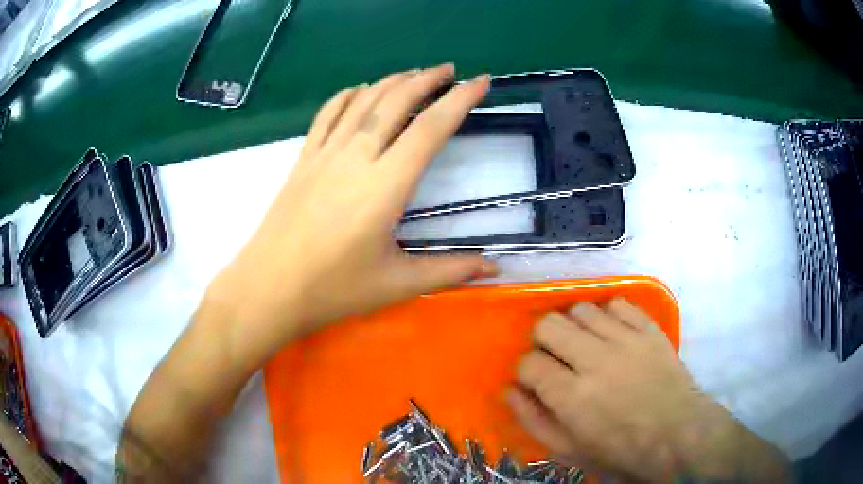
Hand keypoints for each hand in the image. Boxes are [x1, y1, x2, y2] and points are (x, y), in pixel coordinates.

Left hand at [207, 65, 497, 363]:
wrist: (269, 288)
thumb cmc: (333, 289)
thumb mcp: (397, 284)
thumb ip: (449, 270)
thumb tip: (495, 268)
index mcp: (386, 185)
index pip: (431, 128)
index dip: (460, 100)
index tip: (480, 81)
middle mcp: (356, 157)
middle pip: (395, 101)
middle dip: (427, 79)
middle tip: (450, 71)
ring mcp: (325, 154)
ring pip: (362, 101)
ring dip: (392, 81)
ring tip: (414, 75)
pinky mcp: (303, 159)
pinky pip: (327, 114)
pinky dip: (347, 95)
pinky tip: (359, 89)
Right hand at [508, 298, 788, 481]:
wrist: (677, 435)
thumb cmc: (621, 451)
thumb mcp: (569, 451)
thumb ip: (534, 420)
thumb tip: (509, 389)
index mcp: (572, 396)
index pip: (528, 363)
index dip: (525, 370)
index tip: (535, 380)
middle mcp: (595, 360)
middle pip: (549, 324)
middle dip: (542, 340)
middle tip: (555, 358)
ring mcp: (626, 340)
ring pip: (581, 308)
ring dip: (574, 326)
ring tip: (584, 344)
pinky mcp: (649, 329)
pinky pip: (618, 303)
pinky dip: (607, 315)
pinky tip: (611, 333)